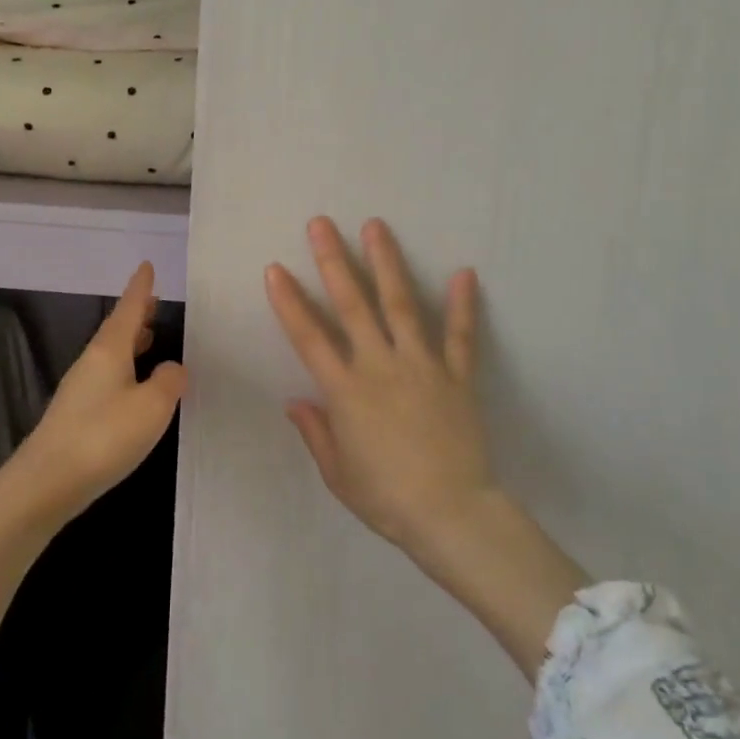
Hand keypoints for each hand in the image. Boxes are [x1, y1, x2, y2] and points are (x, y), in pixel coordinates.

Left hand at [13, 262, 187, 521]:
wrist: (47, 482)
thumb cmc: (104, 435)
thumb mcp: (151, 407)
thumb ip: (168, 382)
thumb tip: (173, 368)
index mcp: (109, 350)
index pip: (129, 308)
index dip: (140, 288)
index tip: (147, 265)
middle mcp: (91, 362)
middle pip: (117, 329)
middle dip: (136, 314)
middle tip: (153, 302)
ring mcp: (80, 388)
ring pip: (110, 353)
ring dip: (130, 342)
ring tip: (149, 337)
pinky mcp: (75, 414)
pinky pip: (106, 376)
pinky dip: (124, 368)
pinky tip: (133, 386)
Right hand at [266, 217, 495, 553]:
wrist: (453, 515)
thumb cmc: (387, 498)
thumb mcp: (338, 473)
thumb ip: (316, 432)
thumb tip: (294, 401)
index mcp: (346, 391)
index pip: (309, 337)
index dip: (289, 302)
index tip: (275, 269)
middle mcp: (380, 366)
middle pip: (353, 305)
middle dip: (333, 261)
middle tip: (321, 224)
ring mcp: (422, 367)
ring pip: (401, 306)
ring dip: (387, 264)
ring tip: (375, 227)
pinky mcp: (457, 377)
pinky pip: (461, 337)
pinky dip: (463, 305)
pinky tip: (464, 272)